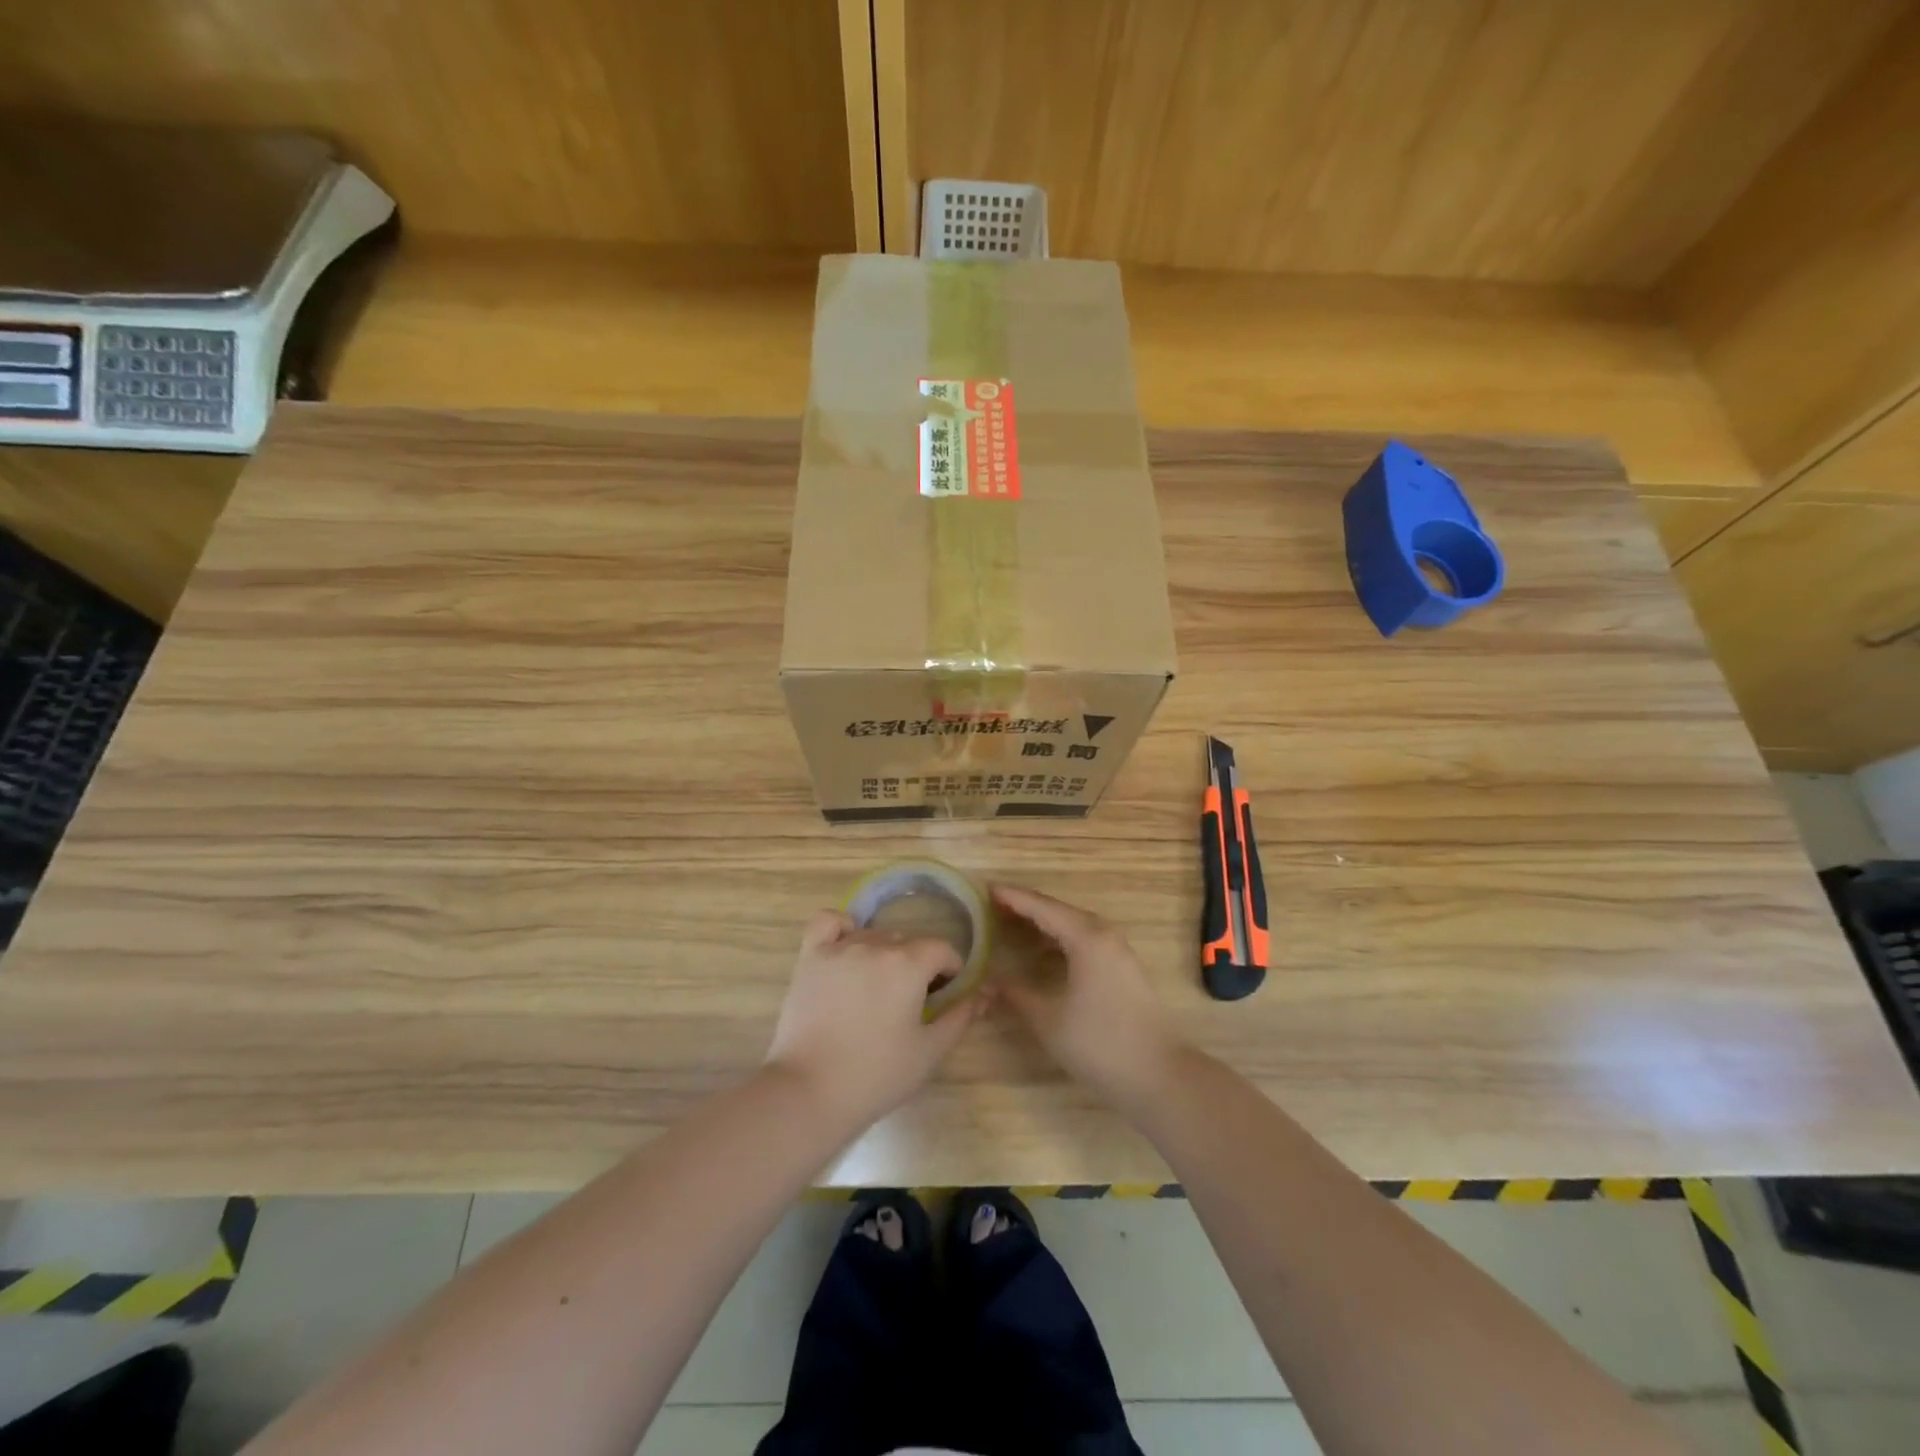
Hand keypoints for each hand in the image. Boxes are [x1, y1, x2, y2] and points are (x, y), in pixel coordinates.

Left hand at [765, 910, 984, 1131]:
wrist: (810, 1092)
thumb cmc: (877, 1075)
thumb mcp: (930, 1050)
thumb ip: (961, 1016)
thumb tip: (987, 992)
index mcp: (909, 963)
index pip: (941, 948)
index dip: (949, 970)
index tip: (943, 996)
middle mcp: (875, 945)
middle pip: (907, 942)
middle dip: (917, 965)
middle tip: (910, 1002)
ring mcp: (838, 948)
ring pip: (873, 935)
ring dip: (883, 954)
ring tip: (877, 989)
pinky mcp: (809, 958)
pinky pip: (828, 922)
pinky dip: (842, 928)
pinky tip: (847, 949)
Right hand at [992, 883, 1183, 1109]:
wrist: (1158, 1075)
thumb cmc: (1099, 1044)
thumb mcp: (1047, 1019)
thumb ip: (1015, 994)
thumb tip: (988, 981)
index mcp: (1086, 938)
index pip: (1042, 908)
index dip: (1013, 898)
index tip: (986, 889)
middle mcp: (1104, 934)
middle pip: (1059, 911)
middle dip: (1026, 907)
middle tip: (994, 906)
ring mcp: (1118, 951)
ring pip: (1074, 925)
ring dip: (1044, 923)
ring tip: (1012, 924)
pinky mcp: (1123, 968)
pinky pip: (1085, 939)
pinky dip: (1060, 938)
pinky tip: (1043, 952)